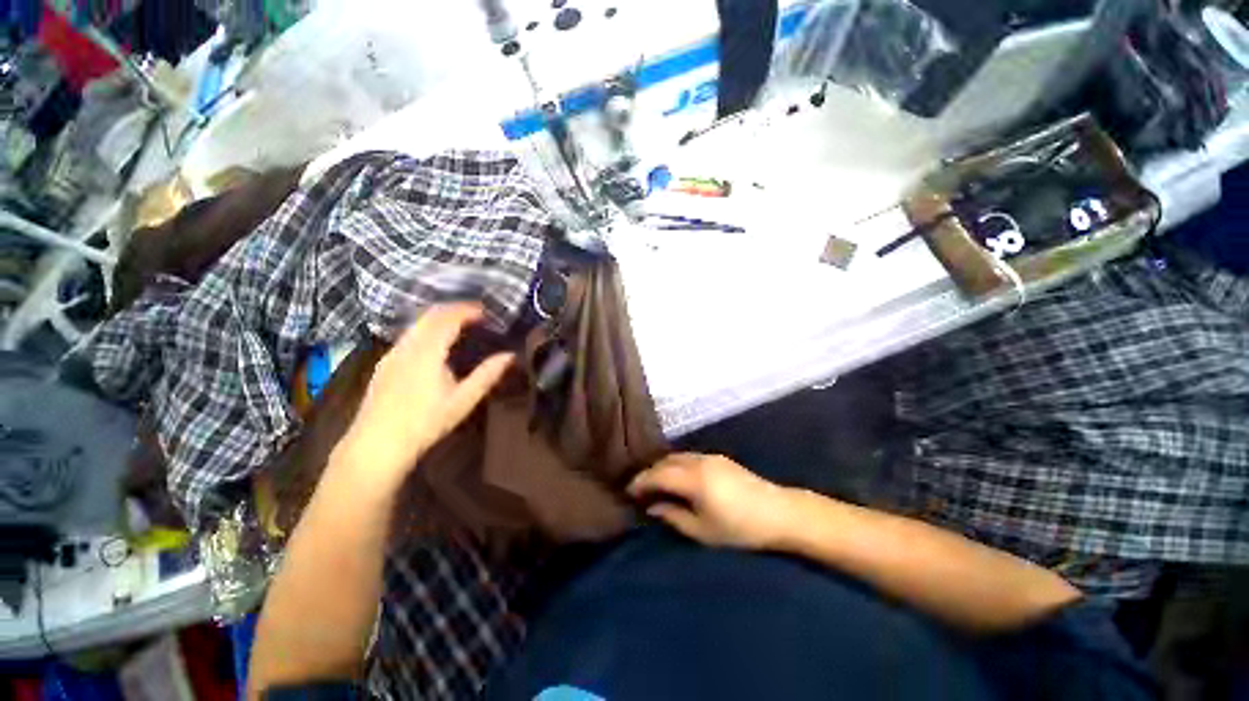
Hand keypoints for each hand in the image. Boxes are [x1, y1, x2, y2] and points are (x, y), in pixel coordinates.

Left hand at [332, 303, 512, 489]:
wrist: (376, 445)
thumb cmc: (425, 422)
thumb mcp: (463, 400)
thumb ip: (487, 375)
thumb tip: (510, 356)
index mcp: (427, 351)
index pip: (448, 317)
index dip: (469, 310)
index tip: (488, 312)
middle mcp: (406, 345)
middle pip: (430, 314)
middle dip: (455, 309)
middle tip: (477, 315)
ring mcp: (392, 353)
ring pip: (417, 324)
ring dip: (440, 318)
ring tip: (461, 326)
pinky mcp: (385, 364)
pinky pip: (409, 335)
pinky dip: (427, 329)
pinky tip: (436, 345)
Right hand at [627, 453, 794, 549]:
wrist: (780, 513)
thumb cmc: (740, 528)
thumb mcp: (703, 530)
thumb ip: (673, 516)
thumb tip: (652, 507)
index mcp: (693, 479)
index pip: (657, 475)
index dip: (640, 482)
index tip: (627, 492)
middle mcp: (698, 461)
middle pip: (665, 461)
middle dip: (649, 473)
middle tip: (638, 489)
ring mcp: (710, 456)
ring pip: (676, 456)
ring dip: (662, 467)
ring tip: (655, 483)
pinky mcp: (719, 458)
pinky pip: (688, 456)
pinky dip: (676, 464)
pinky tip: (676, 476)